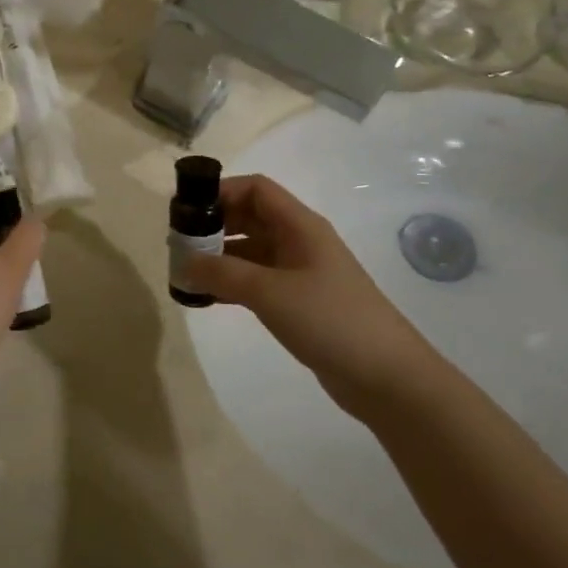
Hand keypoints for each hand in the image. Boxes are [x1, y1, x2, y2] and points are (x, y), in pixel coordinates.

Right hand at [179, 174, 443, 416]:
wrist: (387, 378)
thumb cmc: (330, 320)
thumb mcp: (270, 292)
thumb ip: (223, 274)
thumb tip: (184, 262)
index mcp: (301, 226)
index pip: (256, 189)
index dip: (221, 191)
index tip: (186, 210)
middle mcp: (300, 242)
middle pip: (251, 218)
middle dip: (214, 225)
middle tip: (179, 244)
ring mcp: (301, 273)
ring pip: (251, 252)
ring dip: (220, 257)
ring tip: (186, 272)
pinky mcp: (300, 303)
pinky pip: (257, 281)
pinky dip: (232, 284)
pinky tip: (208, 298)